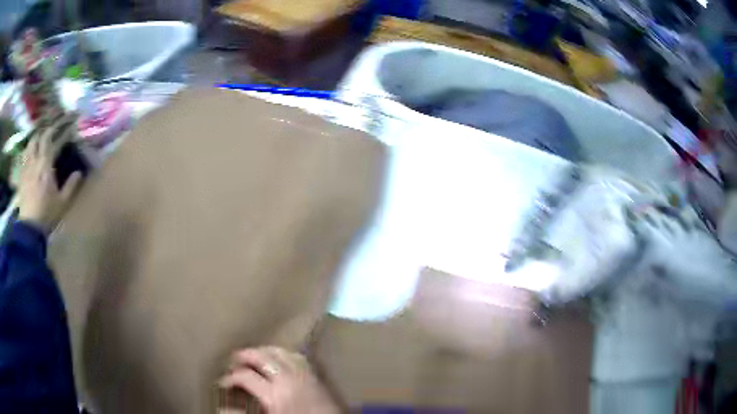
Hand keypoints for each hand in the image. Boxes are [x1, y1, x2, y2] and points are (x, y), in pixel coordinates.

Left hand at [17, 127, 81, 232]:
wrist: (29, 228)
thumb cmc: (46, 214)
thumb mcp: (62, 203)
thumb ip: (71, 186)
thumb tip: (79, 173)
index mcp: (45, 164)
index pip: (52, 139)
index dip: (60, 131)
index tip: (68, 126)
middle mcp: (35, 160)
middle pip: (39, 137)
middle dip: (46, 130)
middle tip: (53, 128)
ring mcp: (26, 167)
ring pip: (30, 144)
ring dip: (35, 137)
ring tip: (39, 137)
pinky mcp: (21, 176)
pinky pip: (23, 157)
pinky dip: (27, 150)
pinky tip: (29, 152)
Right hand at [219, 347, 339, 413]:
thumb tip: (221, 409)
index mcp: (275, 394)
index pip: (246, 377)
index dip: (230, 378)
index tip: (222, 382)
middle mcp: (290, 379)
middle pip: (263, 357)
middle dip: (245, 355)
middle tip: (233, 360)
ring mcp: (305, 376)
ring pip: (281, 352)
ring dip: (264, 351)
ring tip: (253, 355)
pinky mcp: (317, 377)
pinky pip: (299, 357)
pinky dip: (285, 354)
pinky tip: (280, 358)